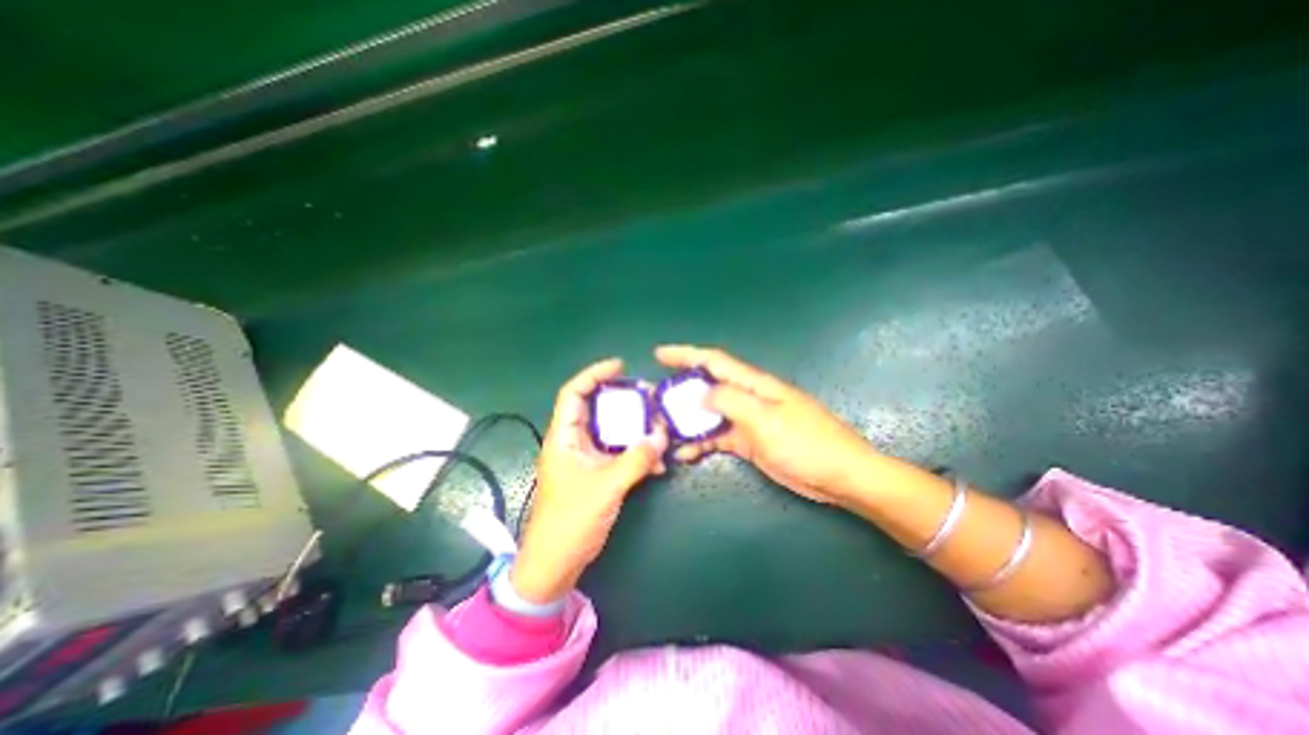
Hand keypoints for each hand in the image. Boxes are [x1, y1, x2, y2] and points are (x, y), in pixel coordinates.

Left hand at [515, 357, 666, 601]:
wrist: (555, 563)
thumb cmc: (571, 521)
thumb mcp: (606, 487)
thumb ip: (635, 459)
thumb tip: (662, 436)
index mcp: (563, 438)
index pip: (573, 393)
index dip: (593, 374)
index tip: (619, 366)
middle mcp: (573, 442)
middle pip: (596, 409)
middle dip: (622, 400)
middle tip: (648, 397)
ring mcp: (585, 459)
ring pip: (610, 432)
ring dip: (634, 429)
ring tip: (658, 426)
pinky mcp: (595, 474)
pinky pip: (618, 453)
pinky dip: (636, 453)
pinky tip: (657, 462)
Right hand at [653, 346, 877, 504]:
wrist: (840, 476)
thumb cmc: (806, 444)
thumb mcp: (766, 420)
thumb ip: (731, 401)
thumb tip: (702, 394)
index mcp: (754, 385)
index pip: (714, 361)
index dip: (685, 354)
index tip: (659, 354)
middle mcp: (748, 398)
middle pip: (707, 387)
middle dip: (680, 392)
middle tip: (654, 403)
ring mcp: (748, 420)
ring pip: (709, 414)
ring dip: (687, 421)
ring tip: (663, 431)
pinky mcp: (750, 441)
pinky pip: (719, 437)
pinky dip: (701, 443)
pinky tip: (685, 453)